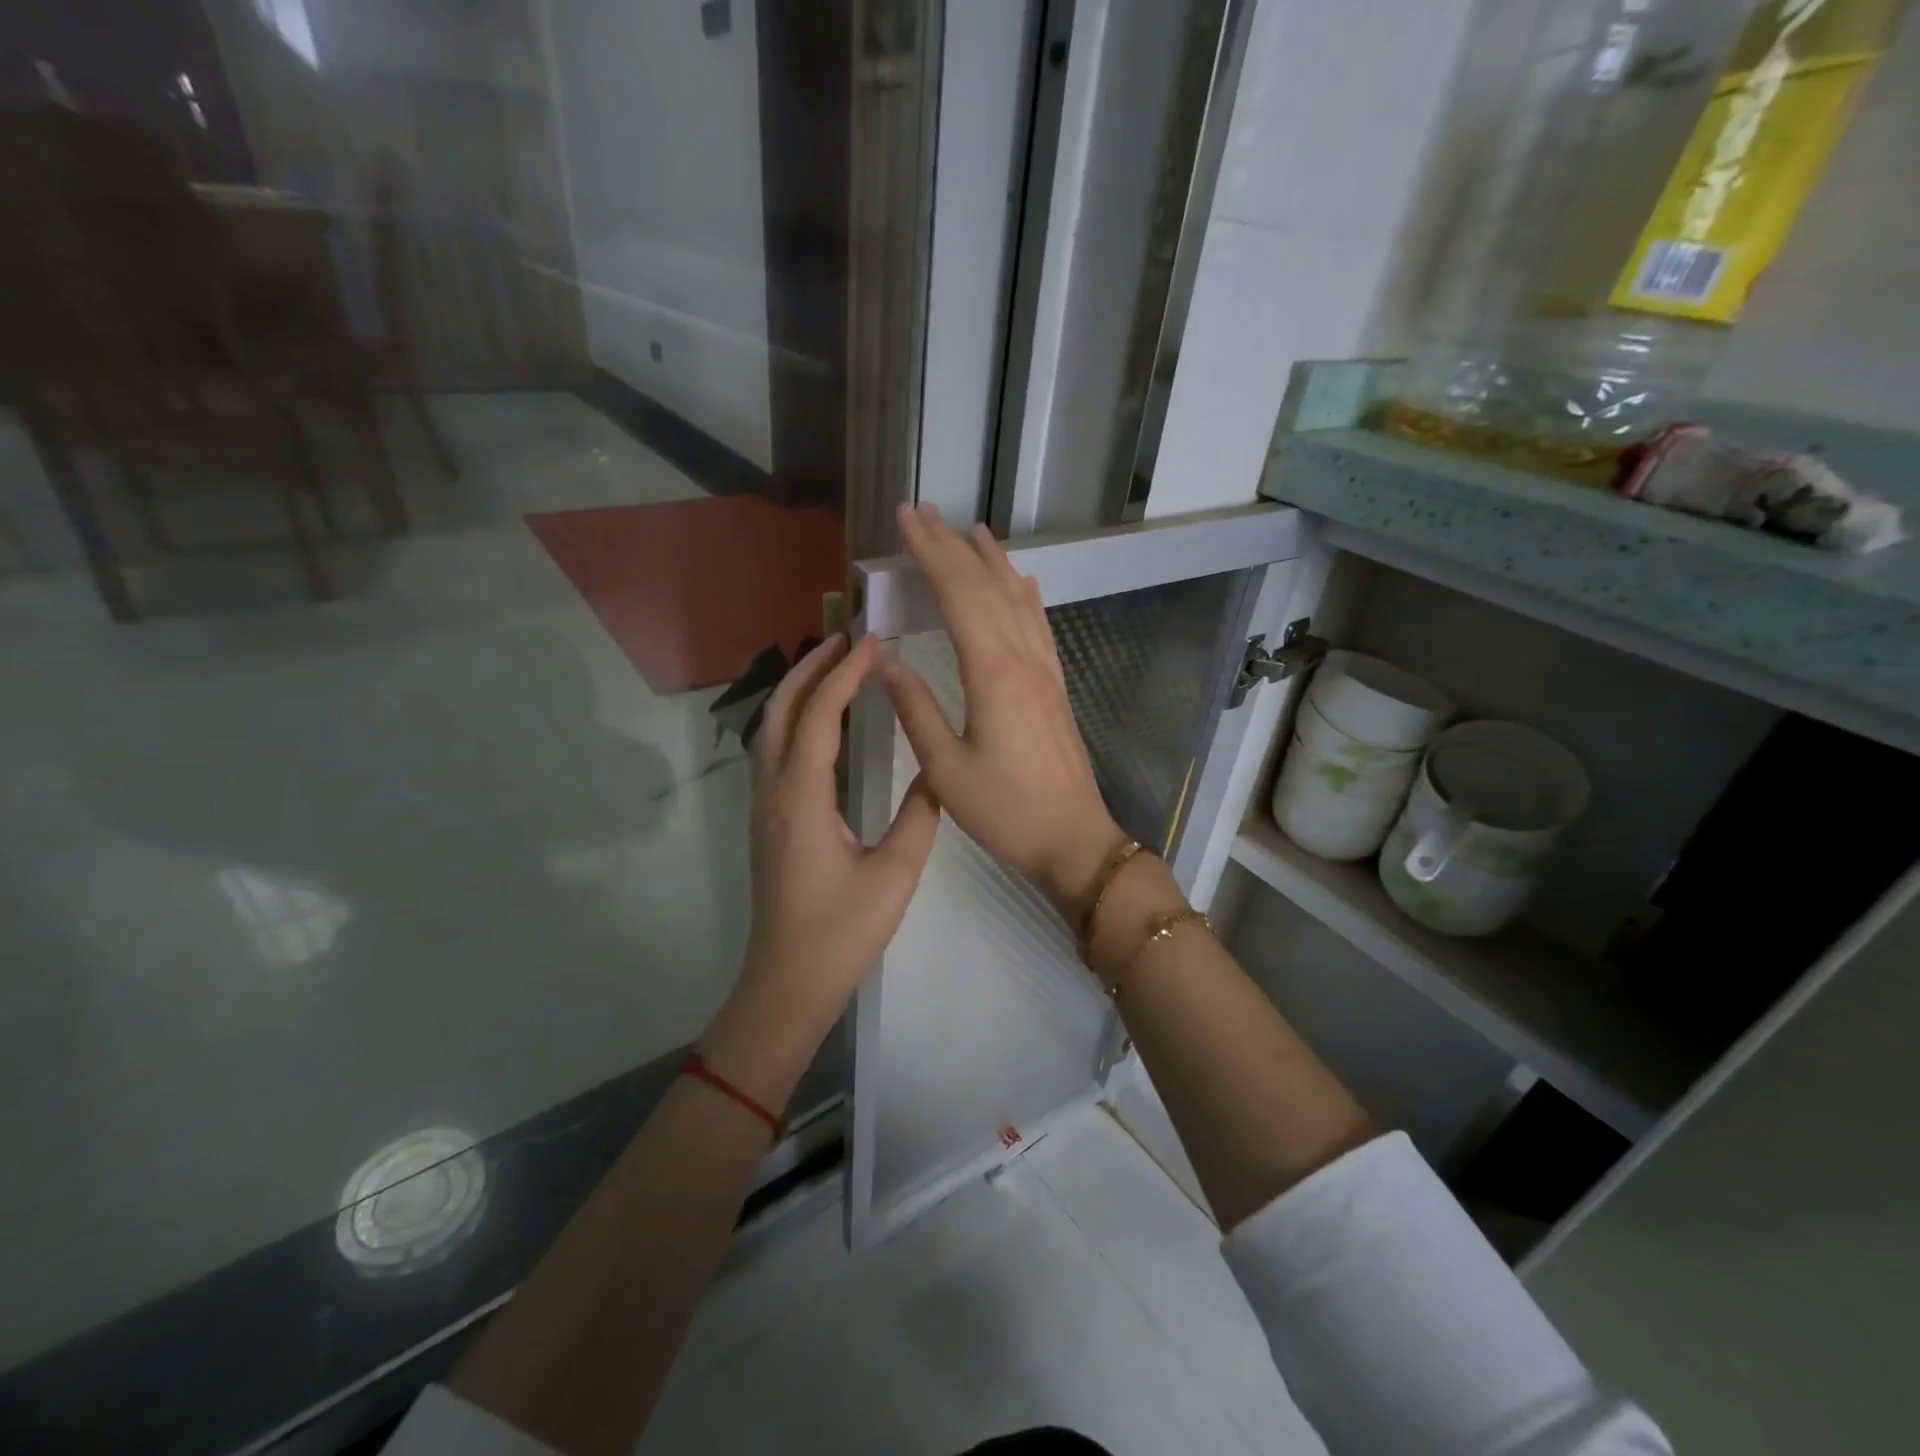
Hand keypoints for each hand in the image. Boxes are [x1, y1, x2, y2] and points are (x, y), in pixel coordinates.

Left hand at [709, 634, 940, 1107]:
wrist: (786, 985)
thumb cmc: (841, 933)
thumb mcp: (895, 874)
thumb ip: (919, 815)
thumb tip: (937, 772)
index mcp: (802, 799)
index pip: (818, 717)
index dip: (844, 674)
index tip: (872, 641)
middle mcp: (773, 792)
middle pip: (780, 711)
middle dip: (810, 668)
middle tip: (847, 638)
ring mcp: (764, 807)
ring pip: (771, 730)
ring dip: (799, 691)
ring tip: (836, 666)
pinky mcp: (767, 822)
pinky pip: (776, 752)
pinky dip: (796, 720)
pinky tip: (824, 722)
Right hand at [881, 503, 1122, 918]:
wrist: (1073, 839)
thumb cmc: (1005, 811)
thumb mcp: (946, 769)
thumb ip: (916, 709)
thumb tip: (886, 662)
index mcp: (993, 673)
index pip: (958, 595)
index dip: (930, 553)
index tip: (905, 519)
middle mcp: (1023, 659)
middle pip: (986, 587)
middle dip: (952, 546)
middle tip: (923, 512)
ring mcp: (1045, 670)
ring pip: (1017, 599)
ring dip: (992, 561)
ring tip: (972, 530)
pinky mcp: (1055, 685)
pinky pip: (1038, 625)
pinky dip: (1024, 594)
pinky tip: (1021, 582)